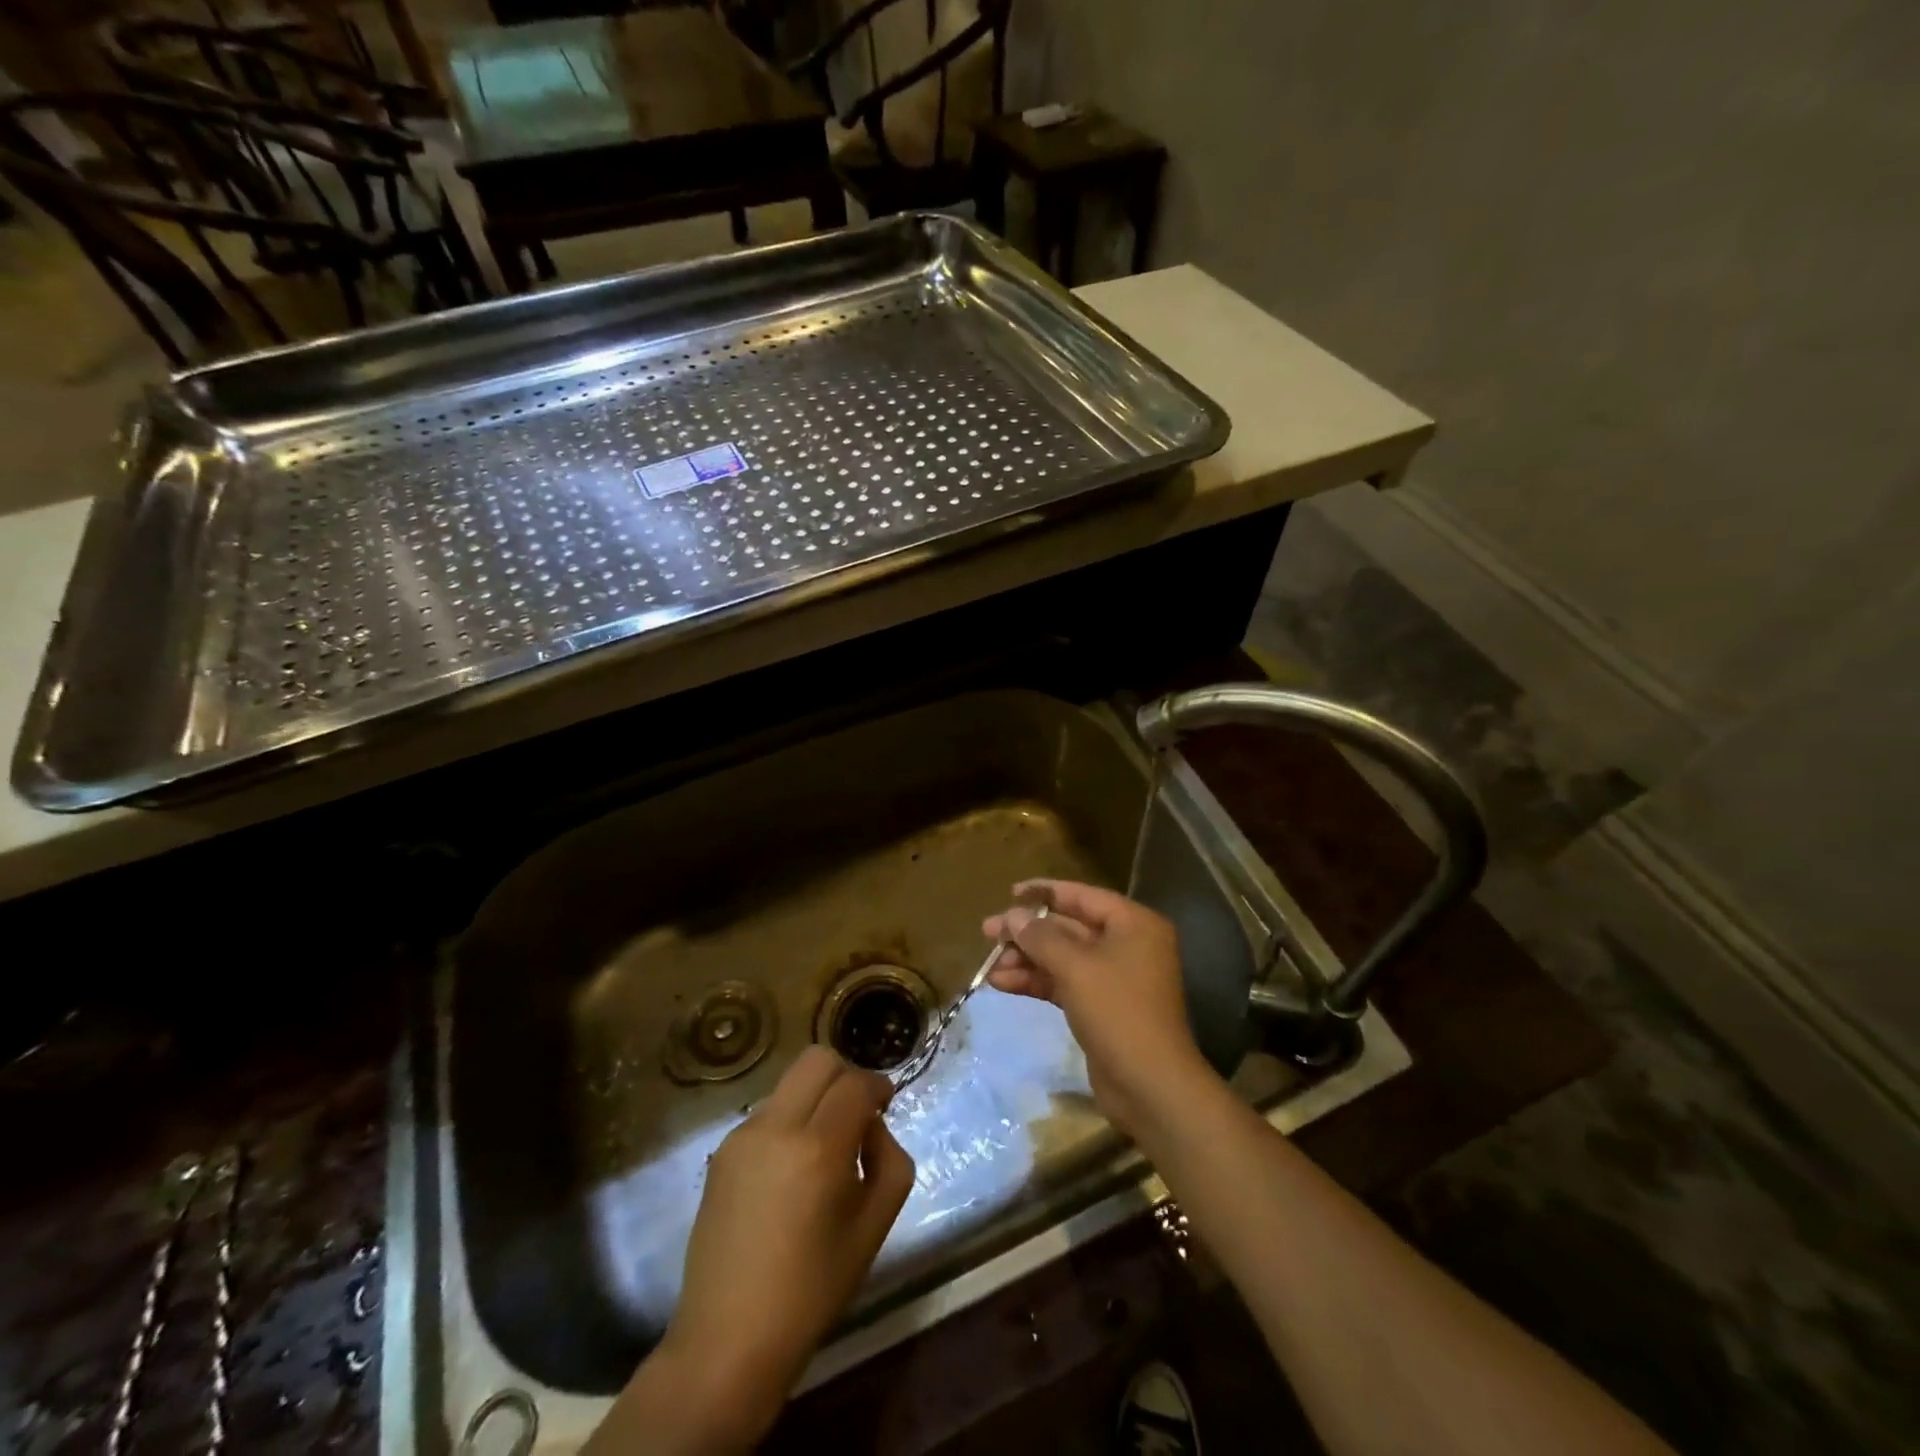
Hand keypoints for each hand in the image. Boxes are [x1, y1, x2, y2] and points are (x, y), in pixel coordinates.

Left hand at [590, 1047, 914, 1452]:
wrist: (728, 1340)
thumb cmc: (812, 1290)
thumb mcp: (874, 1228)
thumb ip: (890, 1161)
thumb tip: (873, 1125)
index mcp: (818, 1149)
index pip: (855, 1083)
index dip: (878, 1085)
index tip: (886, 1103)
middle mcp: (776, 1128)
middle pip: (817, 1060)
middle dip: (846, 1075)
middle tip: (858, 1112)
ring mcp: (742, 1136)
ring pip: (790, 1083)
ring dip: (816, 1097)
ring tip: (824, 1146)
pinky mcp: (722, 1152)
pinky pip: (768, 1113)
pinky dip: (790, 1120)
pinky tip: (792, 1170)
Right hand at [983, 879, 1216, 1140]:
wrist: (1150, 1086)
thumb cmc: (1118, 1012)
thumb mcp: (1076, 968)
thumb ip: (1041, 937)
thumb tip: (1012, 916)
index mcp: (1133, 924)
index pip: (1083, 896)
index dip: (1044, 893)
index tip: (1009, 894)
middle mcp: (1127, 945)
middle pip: (1069, 927)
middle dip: (1028, 932)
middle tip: (988, 932)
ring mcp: (1113, 978)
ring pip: (1062, 957)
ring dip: (1026, 959)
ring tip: (990, 965)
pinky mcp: (1101, 1006)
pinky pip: (1063, 983)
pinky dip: (1036, 981)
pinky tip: (1002, 984)